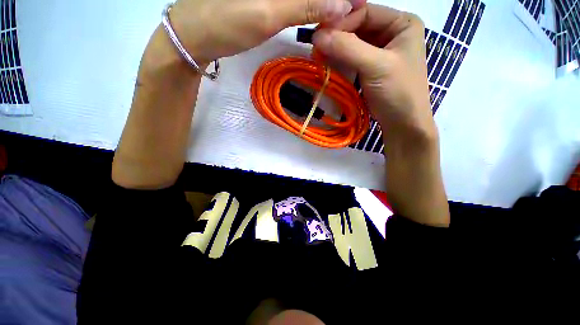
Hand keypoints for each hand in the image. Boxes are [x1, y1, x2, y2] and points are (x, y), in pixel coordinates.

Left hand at [168, 0, 365, 64]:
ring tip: (338, 14)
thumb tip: (342, 5)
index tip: (354, 4)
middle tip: (348, 12)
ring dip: (319, 3)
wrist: (196, 36)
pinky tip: (316, 12)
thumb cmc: (226, 23)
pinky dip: (305, 5)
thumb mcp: (268, 13)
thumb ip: (306, 5)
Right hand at [312, 4, 434, 143]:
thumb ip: (348, 48)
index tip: (319, 35)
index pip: (365, 11)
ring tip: (319, 56)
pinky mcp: (369, 68)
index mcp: (401, 23)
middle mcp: (390, 32)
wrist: (402, 123)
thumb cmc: (398, 91)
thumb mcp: (376, 66)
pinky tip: (328, 65)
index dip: (341, 21)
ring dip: (335, 50)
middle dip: (336, 36)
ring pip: (352, 43)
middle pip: (357, 27)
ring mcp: (379, 51)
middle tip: (316, 47)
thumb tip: (317, 35)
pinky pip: (351, 58)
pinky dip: (339, 61)